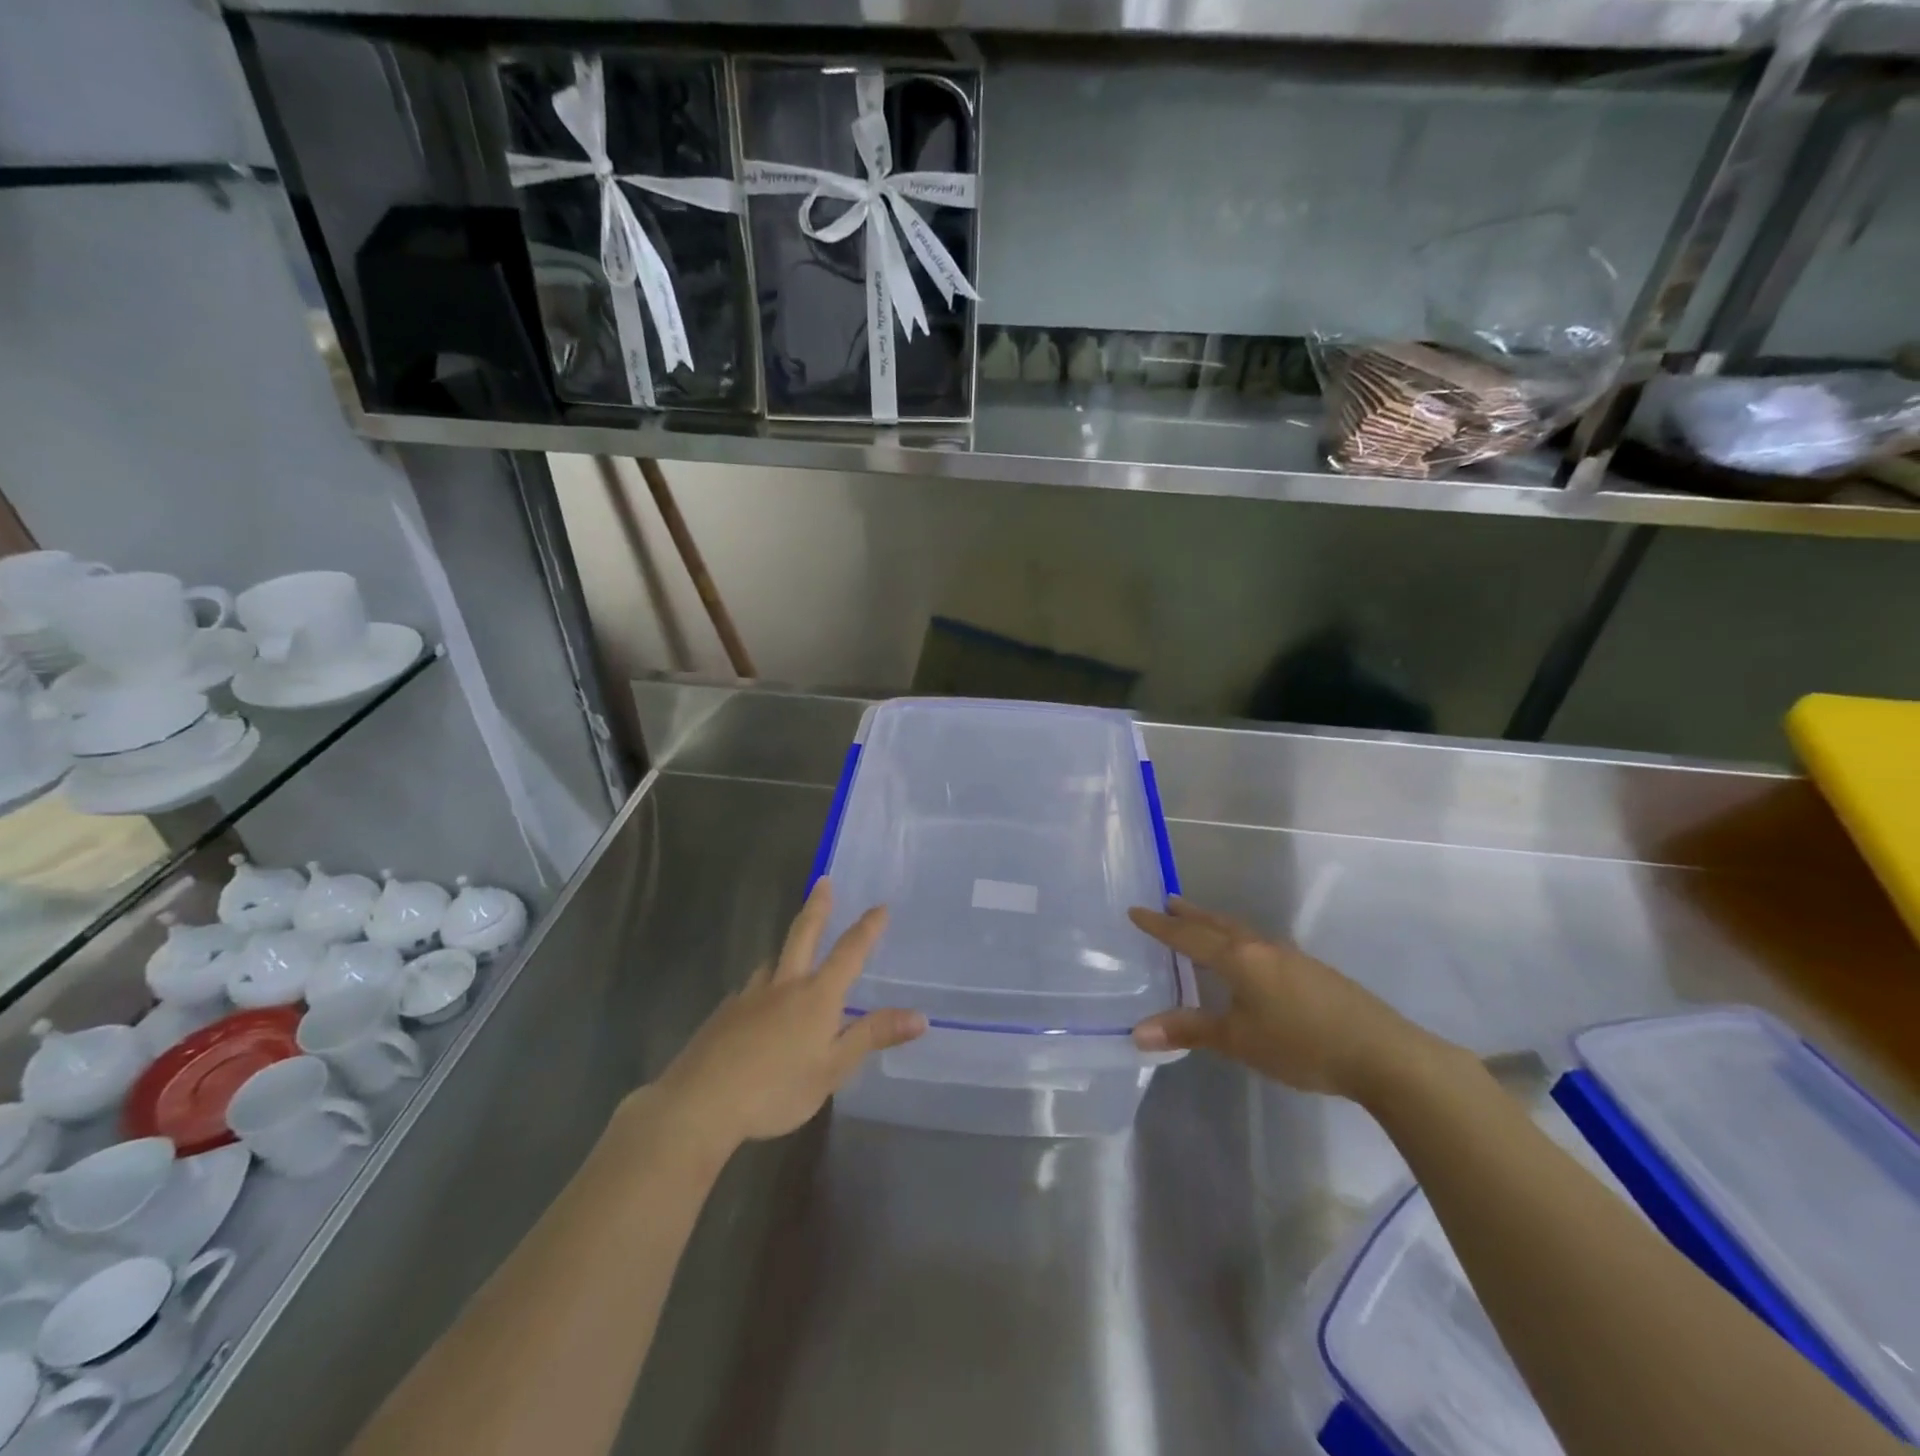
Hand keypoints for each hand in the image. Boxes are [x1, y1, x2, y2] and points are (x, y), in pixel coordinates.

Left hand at [653, 880, 926, 1151]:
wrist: (701, 1103)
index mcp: (817, 995)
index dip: (867, 928)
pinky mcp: (724, 1013)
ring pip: (772, 961)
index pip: (849, 952)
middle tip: (823, 881)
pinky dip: (762, 987)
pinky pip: (750, 989)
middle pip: (803, 934)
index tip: (880, 906)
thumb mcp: (833, 1069)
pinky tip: (757, 1005)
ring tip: (791, 952)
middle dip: (818, 907)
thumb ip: (872, 1036)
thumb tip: (919, 1016)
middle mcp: (784, 984)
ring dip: (786, 949)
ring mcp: (750, 996)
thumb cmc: (777, 1089)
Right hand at [1129, 897, 1430, 1099]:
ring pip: (1241, 932)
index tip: (1136, 910)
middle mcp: (1262, 948)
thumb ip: (1189, 1031)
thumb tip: (1137, 1031)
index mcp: (1239, 958)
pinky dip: (1239, 941)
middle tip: (1167, 901)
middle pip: (1217, 924)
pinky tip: (1248, 958)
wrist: (1382, 1053)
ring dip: (1215, 924)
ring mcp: (1291, 957)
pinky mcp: (1311, 971)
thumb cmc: (1301, 1044)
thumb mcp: (1239, 1040)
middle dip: (1190, 914)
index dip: (1160, 925)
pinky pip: (1260, 945)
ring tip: (1200, 923)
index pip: (1189, 936)